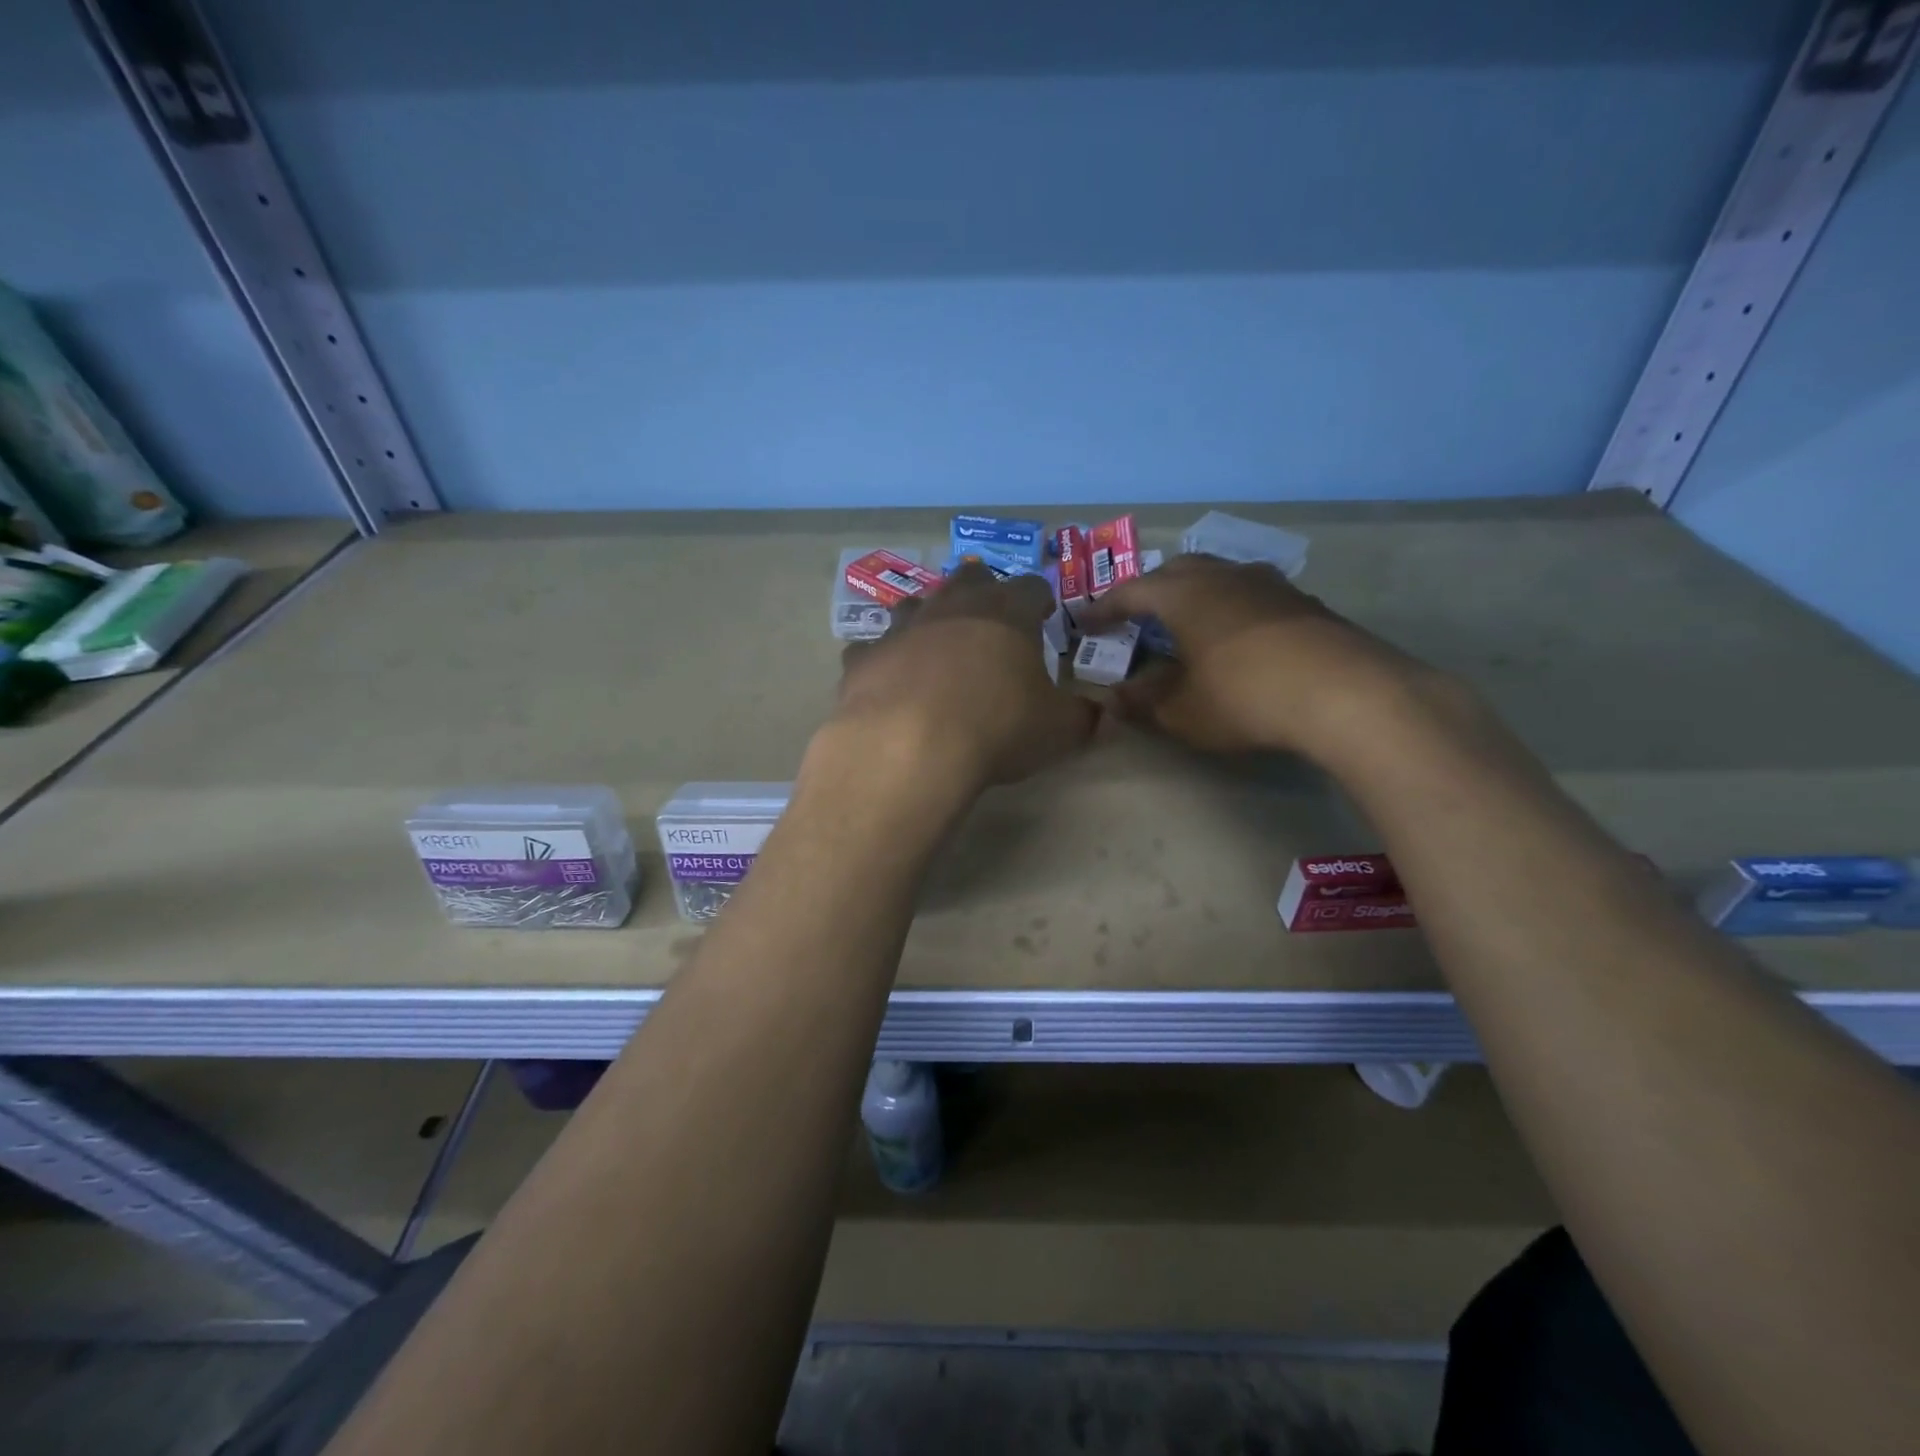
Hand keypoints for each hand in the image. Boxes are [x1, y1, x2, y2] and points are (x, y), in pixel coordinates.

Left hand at [822, 563, 1097, 794]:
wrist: (910, 746)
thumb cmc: (998, 727)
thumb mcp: (1059, 730)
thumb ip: (1085, 718)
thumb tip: (1104, 716)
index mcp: (1006, 612)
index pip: (1032, 587)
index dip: (1041, 599)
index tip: (1045, 613)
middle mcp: (952, 606)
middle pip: (970, 580)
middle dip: (982, 593)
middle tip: (989, 620)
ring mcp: (902, 628)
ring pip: (915, 604)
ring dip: (927, 618)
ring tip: (935, 644)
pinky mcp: (864, 657)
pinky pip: (873, 649)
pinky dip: (883, 660)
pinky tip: (888, 679)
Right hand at [1075, 553, 1441, 759]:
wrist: (1344, 693)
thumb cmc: (1244, 697)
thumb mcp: (1182, 711)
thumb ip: (1142, 703)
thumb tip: (1113, 699)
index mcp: (1184, 595)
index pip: (1130, 592)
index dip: (1103, 608)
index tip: (1084, 622)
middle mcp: (1223, 576)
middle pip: (1176, 571)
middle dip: (1151, 590)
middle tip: (1137, 615)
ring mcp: (1268, 584)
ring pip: (1220, 575)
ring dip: (1196, 594)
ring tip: (1188, 622)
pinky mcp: (1303, 602)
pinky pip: (1252, 593)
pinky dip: (1232, 608)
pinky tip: (1239, 637)